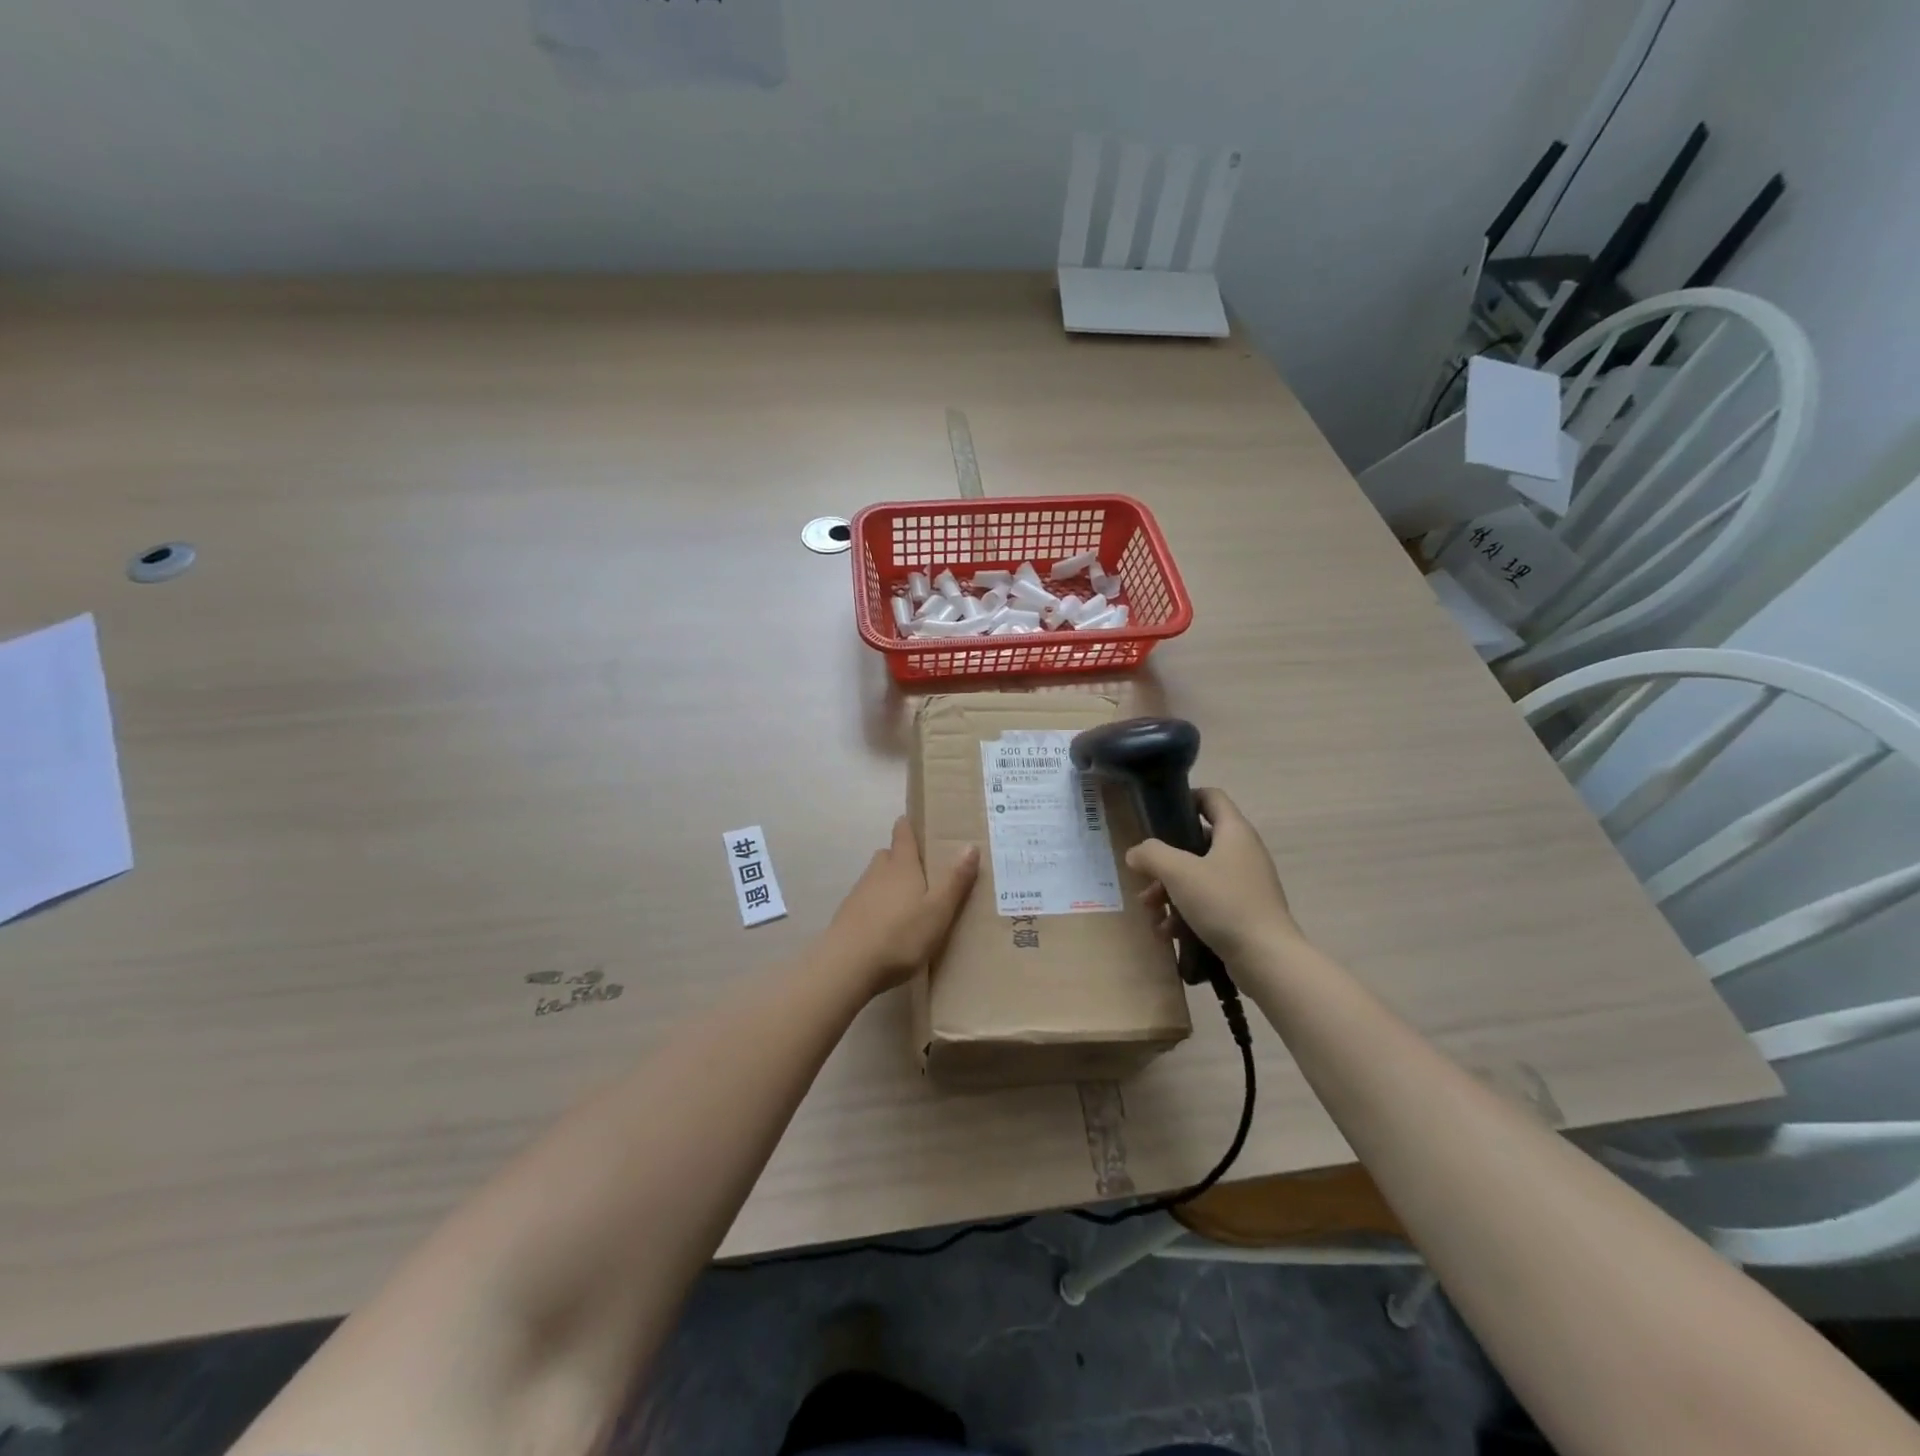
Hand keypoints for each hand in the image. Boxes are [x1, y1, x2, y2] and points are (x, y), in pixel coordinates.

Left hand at [820, 817, 979, 994]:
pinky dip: (879, 905)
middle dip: (903, 858)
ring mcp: (859, 893)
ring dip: (891, 883)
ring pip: (877, 878)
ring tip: (910, 901)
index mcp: (901, 865)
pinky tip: (889, 925)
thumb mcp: (938, 910)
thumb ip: (955, 880)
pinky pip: (868, 900)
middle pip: (889, 855)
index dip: (909, 825)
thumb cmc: (900, 935)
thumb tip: (970, 845)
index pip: (903, 833)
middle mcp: (877, 872)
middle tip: (923, 870)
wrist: (847, 965)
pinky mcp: (847, 915)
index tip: (916, 822)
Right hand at [1126, 789, 1301, 963]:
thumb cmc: (1223, 903)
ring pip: (1199, 876)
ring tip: (1152, 913)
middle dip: (1165, 862)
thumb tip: (1135, 853)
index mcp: (1234, 832)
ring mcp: (1246, 883)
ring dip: (1170, 891)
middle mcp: (1243, 852)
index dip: (1184, 798)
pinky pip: (1209, 902)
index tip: (1157, 816)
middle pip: (1196, 842)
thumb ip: (1152, 854)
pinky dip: (1187, 912)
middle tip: (1144, 879)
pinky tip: (1170, 933)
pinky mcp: (1245, 911)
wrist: (1267, 959)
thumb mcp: (1179, 872)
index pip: (1211, 797)